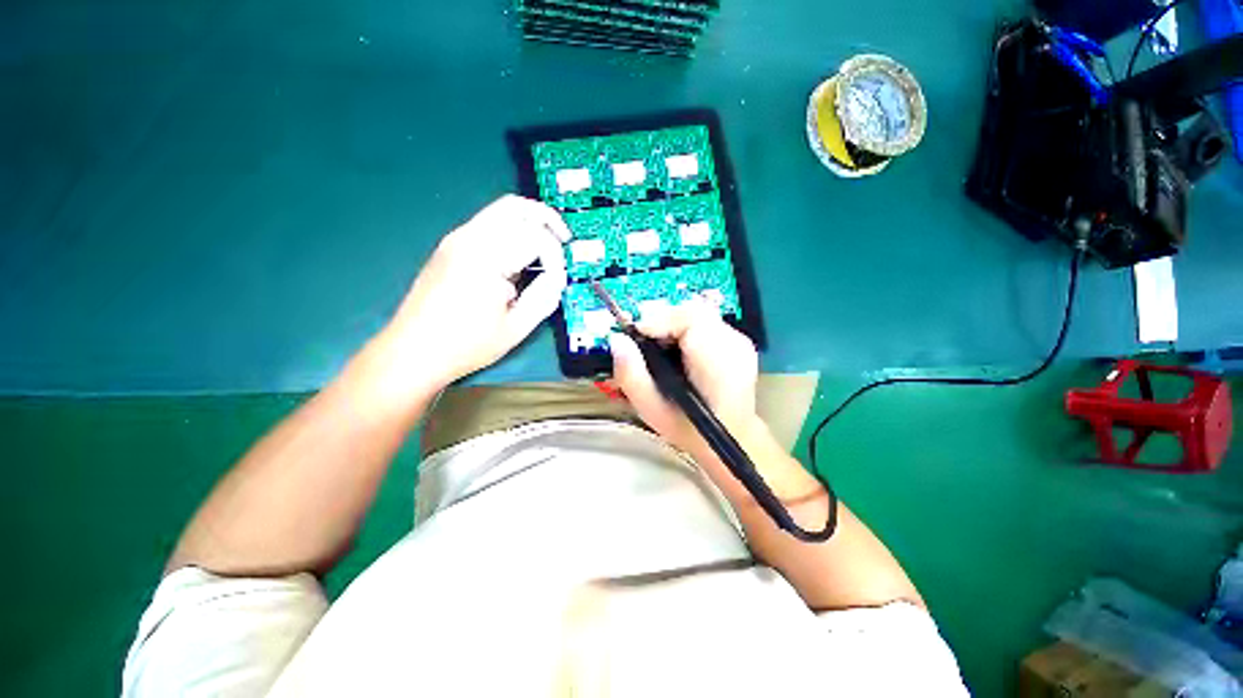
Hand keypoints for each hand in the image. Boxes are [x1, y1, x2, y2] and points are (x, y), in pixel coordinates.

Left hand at [380, 195, 569, 390]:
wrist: (412, 350)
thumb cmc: (465, 345)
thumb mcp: (515, 328)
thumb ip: (544, 298)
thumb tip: (557, 278)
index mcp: (486, 258)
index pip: (535, 237)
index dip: (556, 258)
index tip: (558, 281)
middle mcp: (469, 238)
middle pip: (516, 207)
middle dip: (547, 219)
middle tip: (564, 240)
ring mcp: (456, 239)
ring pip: (501, 209)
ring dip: (530, 221)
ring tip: (548, 244)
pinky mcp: (451, 246)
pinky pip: (489, 223)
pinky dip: (513, 229)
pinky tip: (521, 255)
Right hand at [609, 298, 761, 453]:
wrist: (731, 440)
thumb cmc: (690, 430)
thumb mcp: (652, 410)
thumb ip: (631, 375)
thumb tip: (617, 340)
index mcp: (716, 360)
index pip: (688, 318)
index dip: (657, 320)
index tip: (635, 334)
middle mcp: (733, 343)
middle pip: (692, 310)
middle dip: (663, 321)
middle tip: (644, 343)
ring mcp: (739, 341)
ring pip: (698, 314)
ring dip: (673, 325)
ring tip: (660, 349)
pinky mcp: (738, 342)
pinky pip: (706, 323)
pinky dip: (686, 330)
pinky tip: (678, 351)